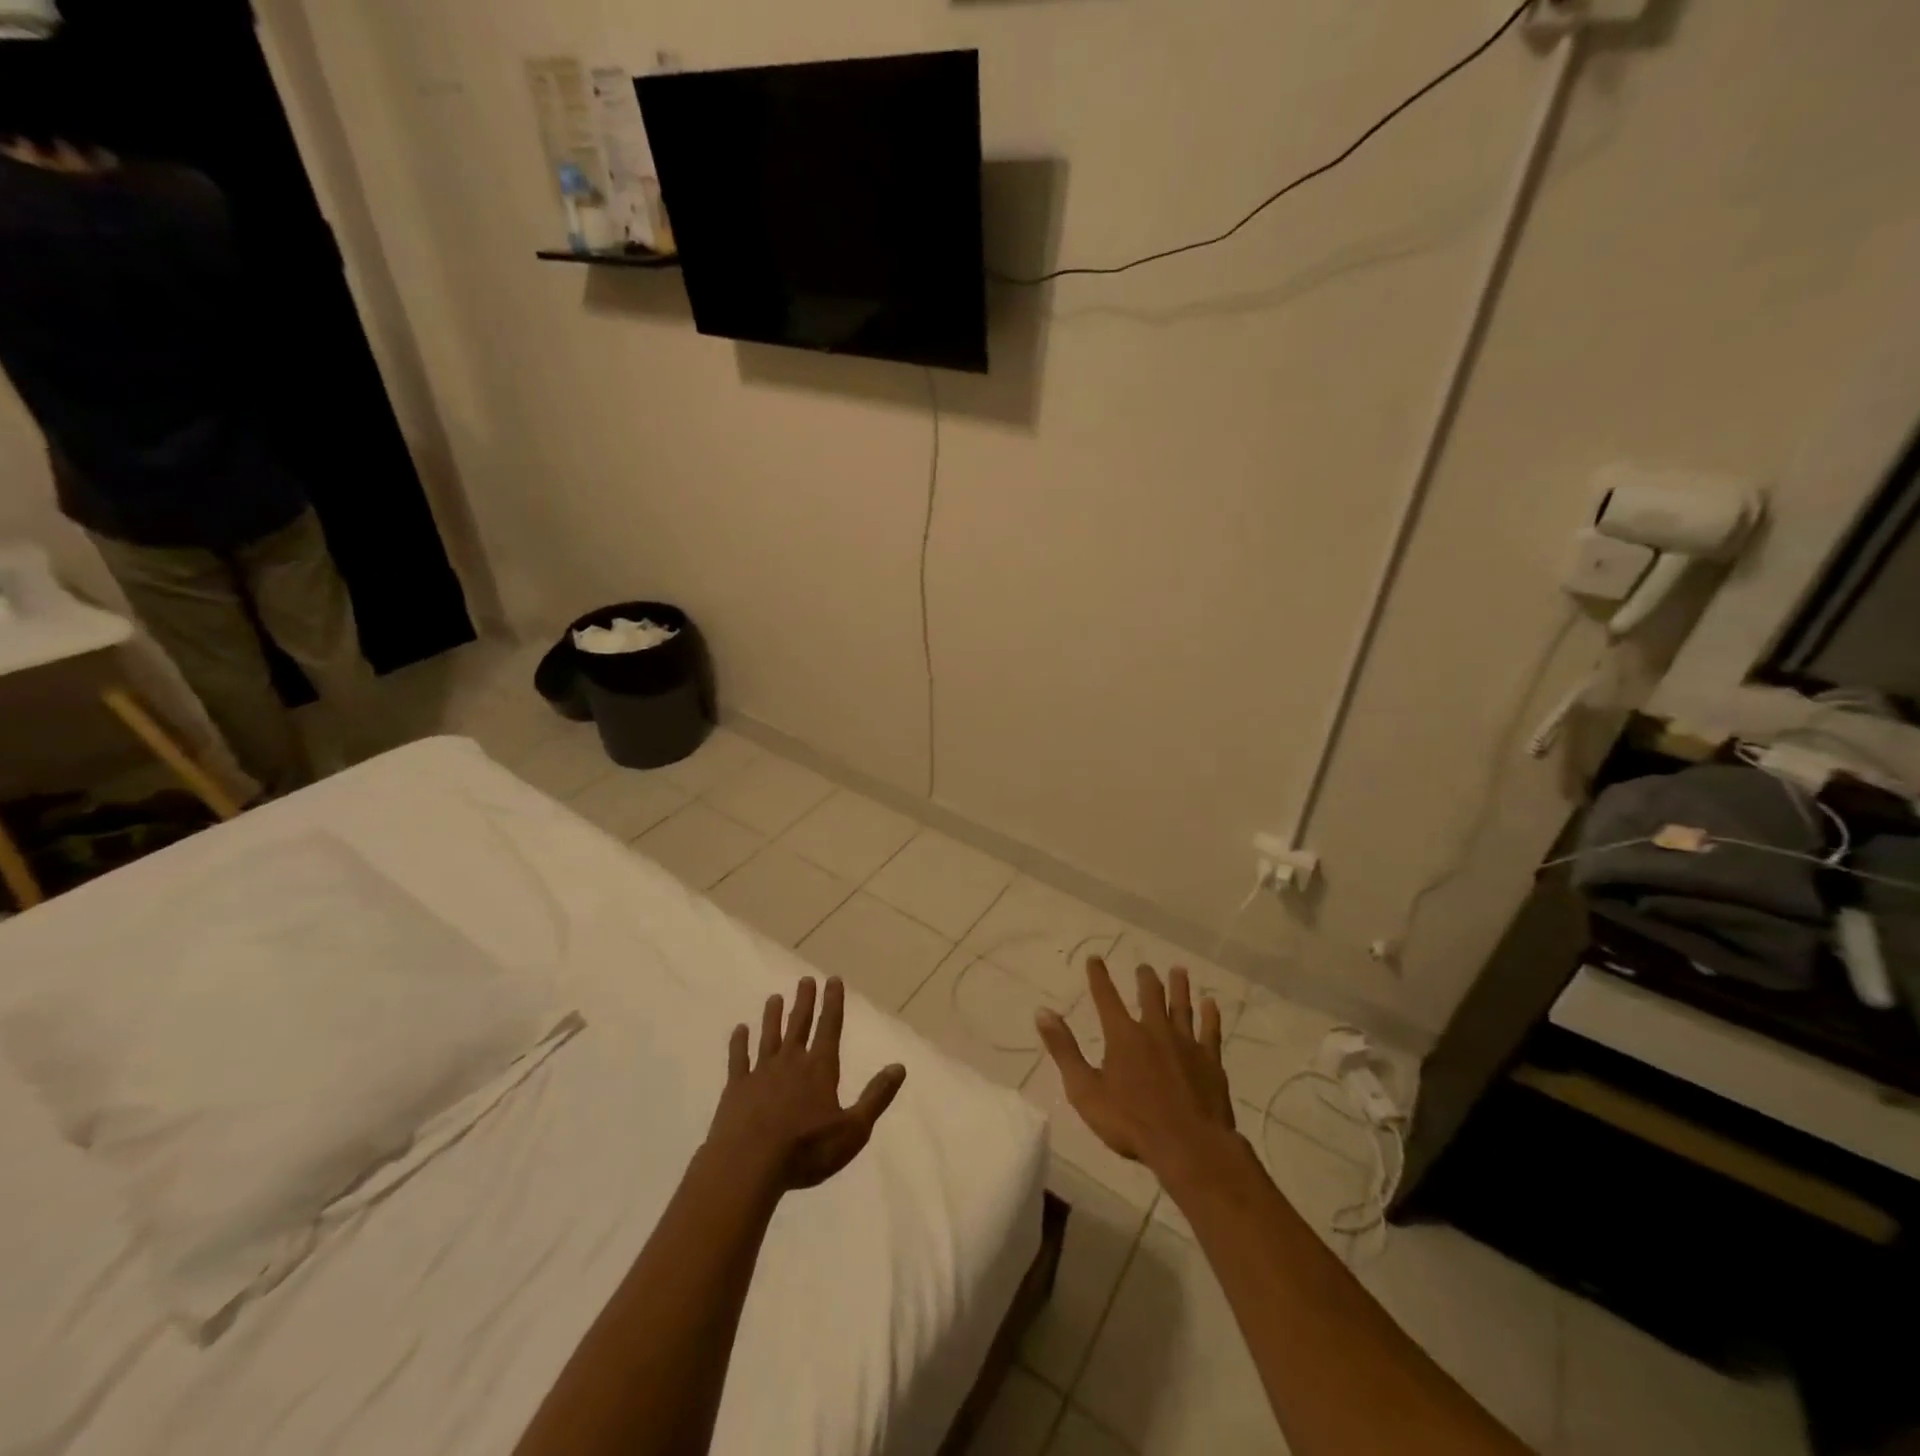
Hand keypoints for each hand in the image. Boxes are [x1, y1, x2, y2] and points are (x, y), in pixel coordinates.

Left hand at [705, 976, 906, 1193]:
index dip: (833, 1002)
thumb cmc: (806, 1150)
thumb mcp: (853, 1130)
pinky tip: (739, 1030)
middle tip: (805, 979)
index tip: (833, 979)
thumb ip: (876, 1097)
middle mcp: (791, 1062)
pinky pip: (739, 1059)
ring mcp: (761, 1073)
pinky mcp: (736, 1089)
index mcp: (820, 1068)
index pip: (830, 1027)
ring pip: (769, 1037)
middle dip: (804, 1002)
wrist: (748, 1166)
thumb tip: (899, 1067)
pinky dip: (739, 1043)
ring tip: (774, 998)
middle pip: (799, 1025)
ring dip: (773, 1017)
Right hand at [1036, 957, 1238, 1179]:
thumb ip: (1064, 1050)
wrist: (1188, 1146)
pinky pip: (1210, 1031)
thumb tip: (1043, 1012)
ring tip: (1179, 971)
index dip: (1099, 977)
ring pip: (1181, 1007)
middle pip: (1150, 996)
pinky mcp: (1210, 1061)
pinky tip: (1211, 1004)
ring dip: (1179, 988)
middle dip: (1146, 980)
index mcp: (1123, 1036)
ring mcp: (1186, 1044)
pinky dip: (1210, 1016)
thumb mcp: (1084, 1090)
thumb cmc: (1130, 1122)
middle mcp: (1154, 1030)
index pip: (1106, 998)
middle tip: (1145, 967)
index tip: (1095, 958)